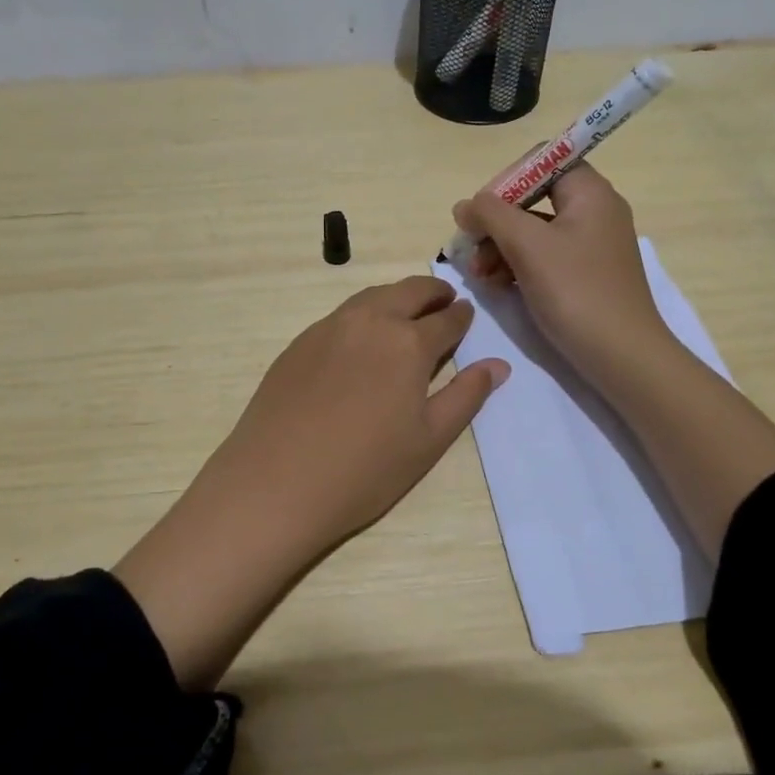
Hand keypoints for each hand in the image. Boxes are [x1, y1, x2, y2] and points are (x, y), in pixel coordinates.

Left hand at [196, 275, 508, 549]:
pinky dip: (363, 313)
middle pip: (408, 292)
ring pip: (372, 296)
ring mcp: (328, 328)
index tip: (467, 314)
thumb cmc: (365, 470)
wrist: (276, 483)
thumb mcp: (429, 440)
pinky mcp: (299, 342)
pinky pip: (341, 314)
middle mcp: (369, 321)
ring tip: (407, 311)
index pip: (446, 320)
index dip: (461, 316)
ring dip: (396, 297)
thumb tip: (498, 365)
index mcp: (408, 343)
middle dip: (432, 292)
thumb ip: (466, 396)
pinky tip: (362, 337)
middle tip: (444, 299)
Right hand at [452, 164, 670, 393]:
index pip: (543, 161)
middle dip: (496, 222)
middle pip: (533, 198)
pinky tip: (496, 285)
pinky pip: (544, 257)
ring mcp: (590, 246)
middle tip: (468, 248)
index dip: (508, 179)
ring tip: (477, 275)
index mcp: (590, 193)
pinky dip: (517, 266)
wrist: (622, 357)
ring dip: (499, 247)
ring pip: (534, 232)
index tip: (482, 211)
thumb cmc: (576, 291)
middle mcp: (594, 212)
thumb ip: (491, 215)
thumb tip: (465, 205)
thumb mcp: (527, 246)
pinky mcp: (584, 275)